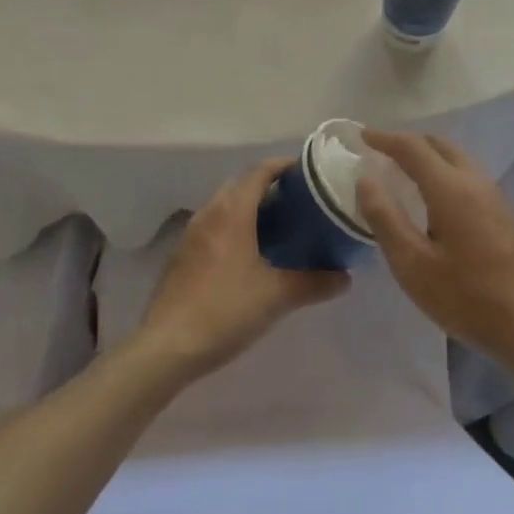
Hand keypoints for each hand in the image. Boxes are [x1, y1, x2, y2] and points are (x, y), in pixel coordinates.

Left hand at [136, 158, 349, 378]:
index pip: (259, 172)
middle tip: (298, 202)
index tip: (307, 172)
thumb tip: (346, 278)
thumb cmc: (226, 310)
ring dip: (248, 207)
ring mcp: (190, 235)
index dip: (283, 166)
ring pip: (223, 206)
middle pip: (240, 184)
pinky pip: (212, 227)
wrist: (167, 346)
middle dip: (267, 186)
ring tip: (277, 226)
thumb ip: (314, 283)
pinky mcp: (181, 256)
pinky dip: (232, 227)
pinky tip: (247, 254)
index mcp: (232, 212)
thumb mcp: (277, 296)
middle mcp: (209, 214)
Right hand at [356, 130, 513, 364]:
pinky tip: (435, 198)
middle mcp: (475, 181)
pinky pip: (468, 176)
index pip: (413, 147)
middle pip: (439, 145)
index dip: (384, 138)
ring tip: (404, 171)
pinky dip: (444, 171)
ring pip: (458, 159)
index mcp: (451, 188)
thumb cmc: (467, 298)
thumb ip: (385, 218)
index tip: (362, 136)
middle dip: (408, 142)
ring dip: (429, 156)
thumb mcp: (412, 265)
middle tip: (381, 151)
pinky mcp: (505, 213)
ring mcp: (496, 196)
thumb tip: (365, 179)